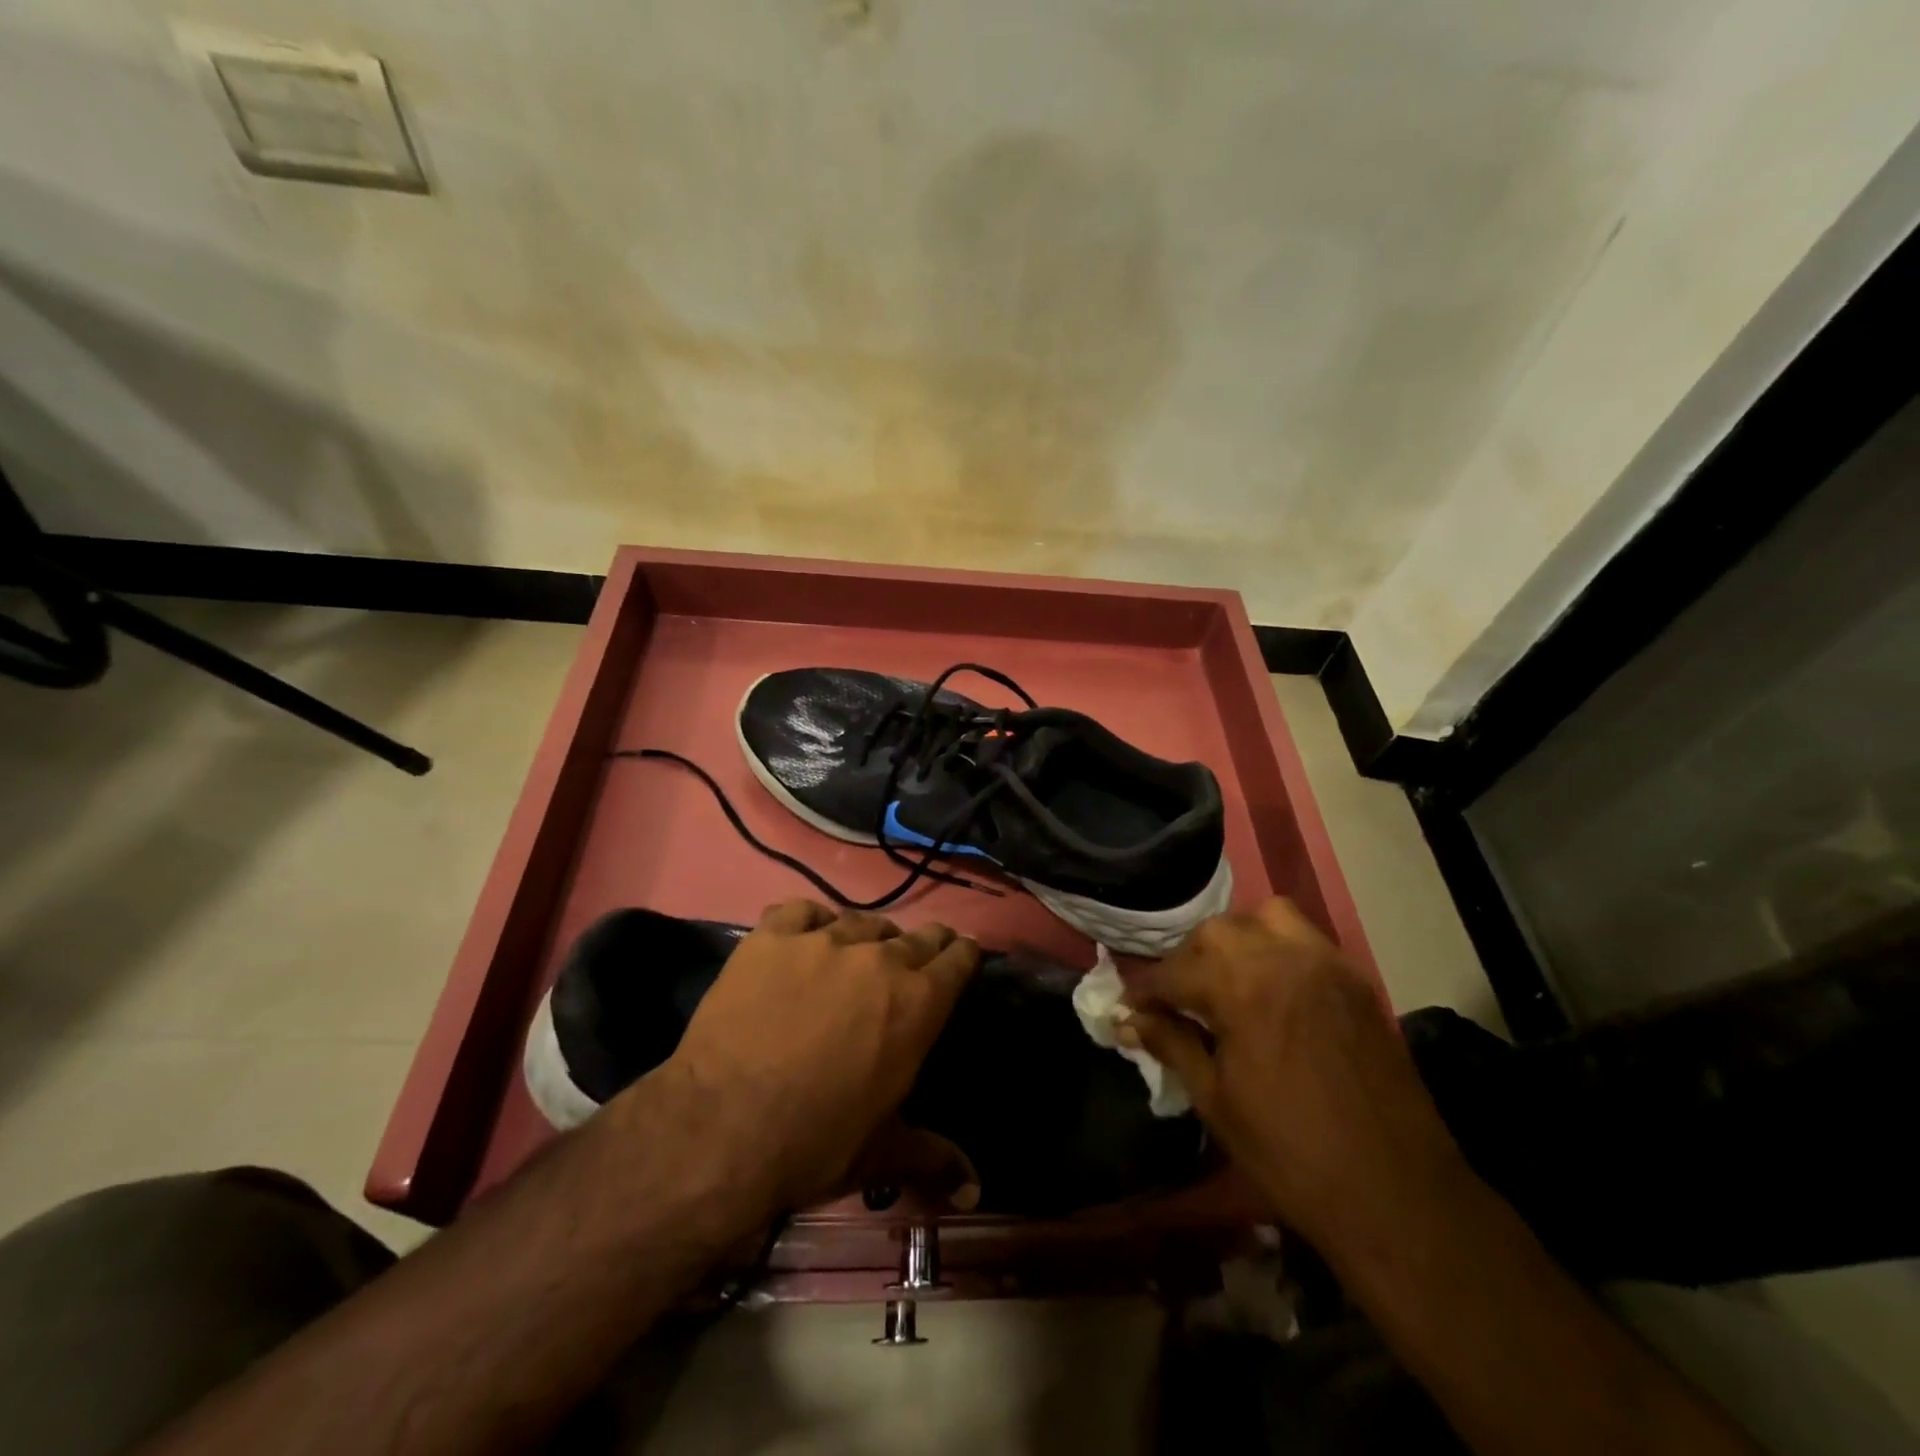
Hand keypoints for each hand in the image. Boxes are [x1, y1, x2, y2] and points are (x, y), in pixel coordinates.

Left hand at [656, 899, 980, 1210]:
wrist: (722, 1126)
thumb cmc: (814, 1142)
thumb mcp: (880, 1152)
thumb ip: (932, 1155)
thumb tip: (974, 1187)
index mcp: (917, 1004)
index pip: (958, 959)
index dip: (963, 956)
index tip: (961, 957)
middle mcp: (879, 960)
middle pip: (916, 935)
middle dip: (924, 945)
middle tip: (915, 957)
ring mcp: (823, 941)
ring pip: (861, 921)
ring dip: (868, 937)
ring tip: (857, 951)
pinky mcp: (772, 937)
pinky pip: (801, 910)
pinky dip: (809, 921)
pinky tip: (805, 936)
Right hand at [1123, 898, 1467, 1250]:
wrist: (1397, 1195)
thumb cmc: (1291, 1153)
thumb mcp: (1216, 1100)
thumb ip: (1171, 1043)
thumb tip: (1129, 1018)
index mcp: (1240, 986)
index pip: (1173, 973)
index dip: (1144, 993)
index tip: (1128, 1009)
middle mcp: (1282, 957)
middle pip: (1215, 933)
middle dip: (1187, 961)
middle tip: (1177, 1001)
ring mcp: (1325, 963)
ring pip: (1266, 917)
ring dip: (1236, 939)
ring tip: (1227, 979)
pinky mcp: (1355, 979)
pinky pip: (1305, 939)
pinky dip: (1278, 947)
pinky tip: (1271, 988)